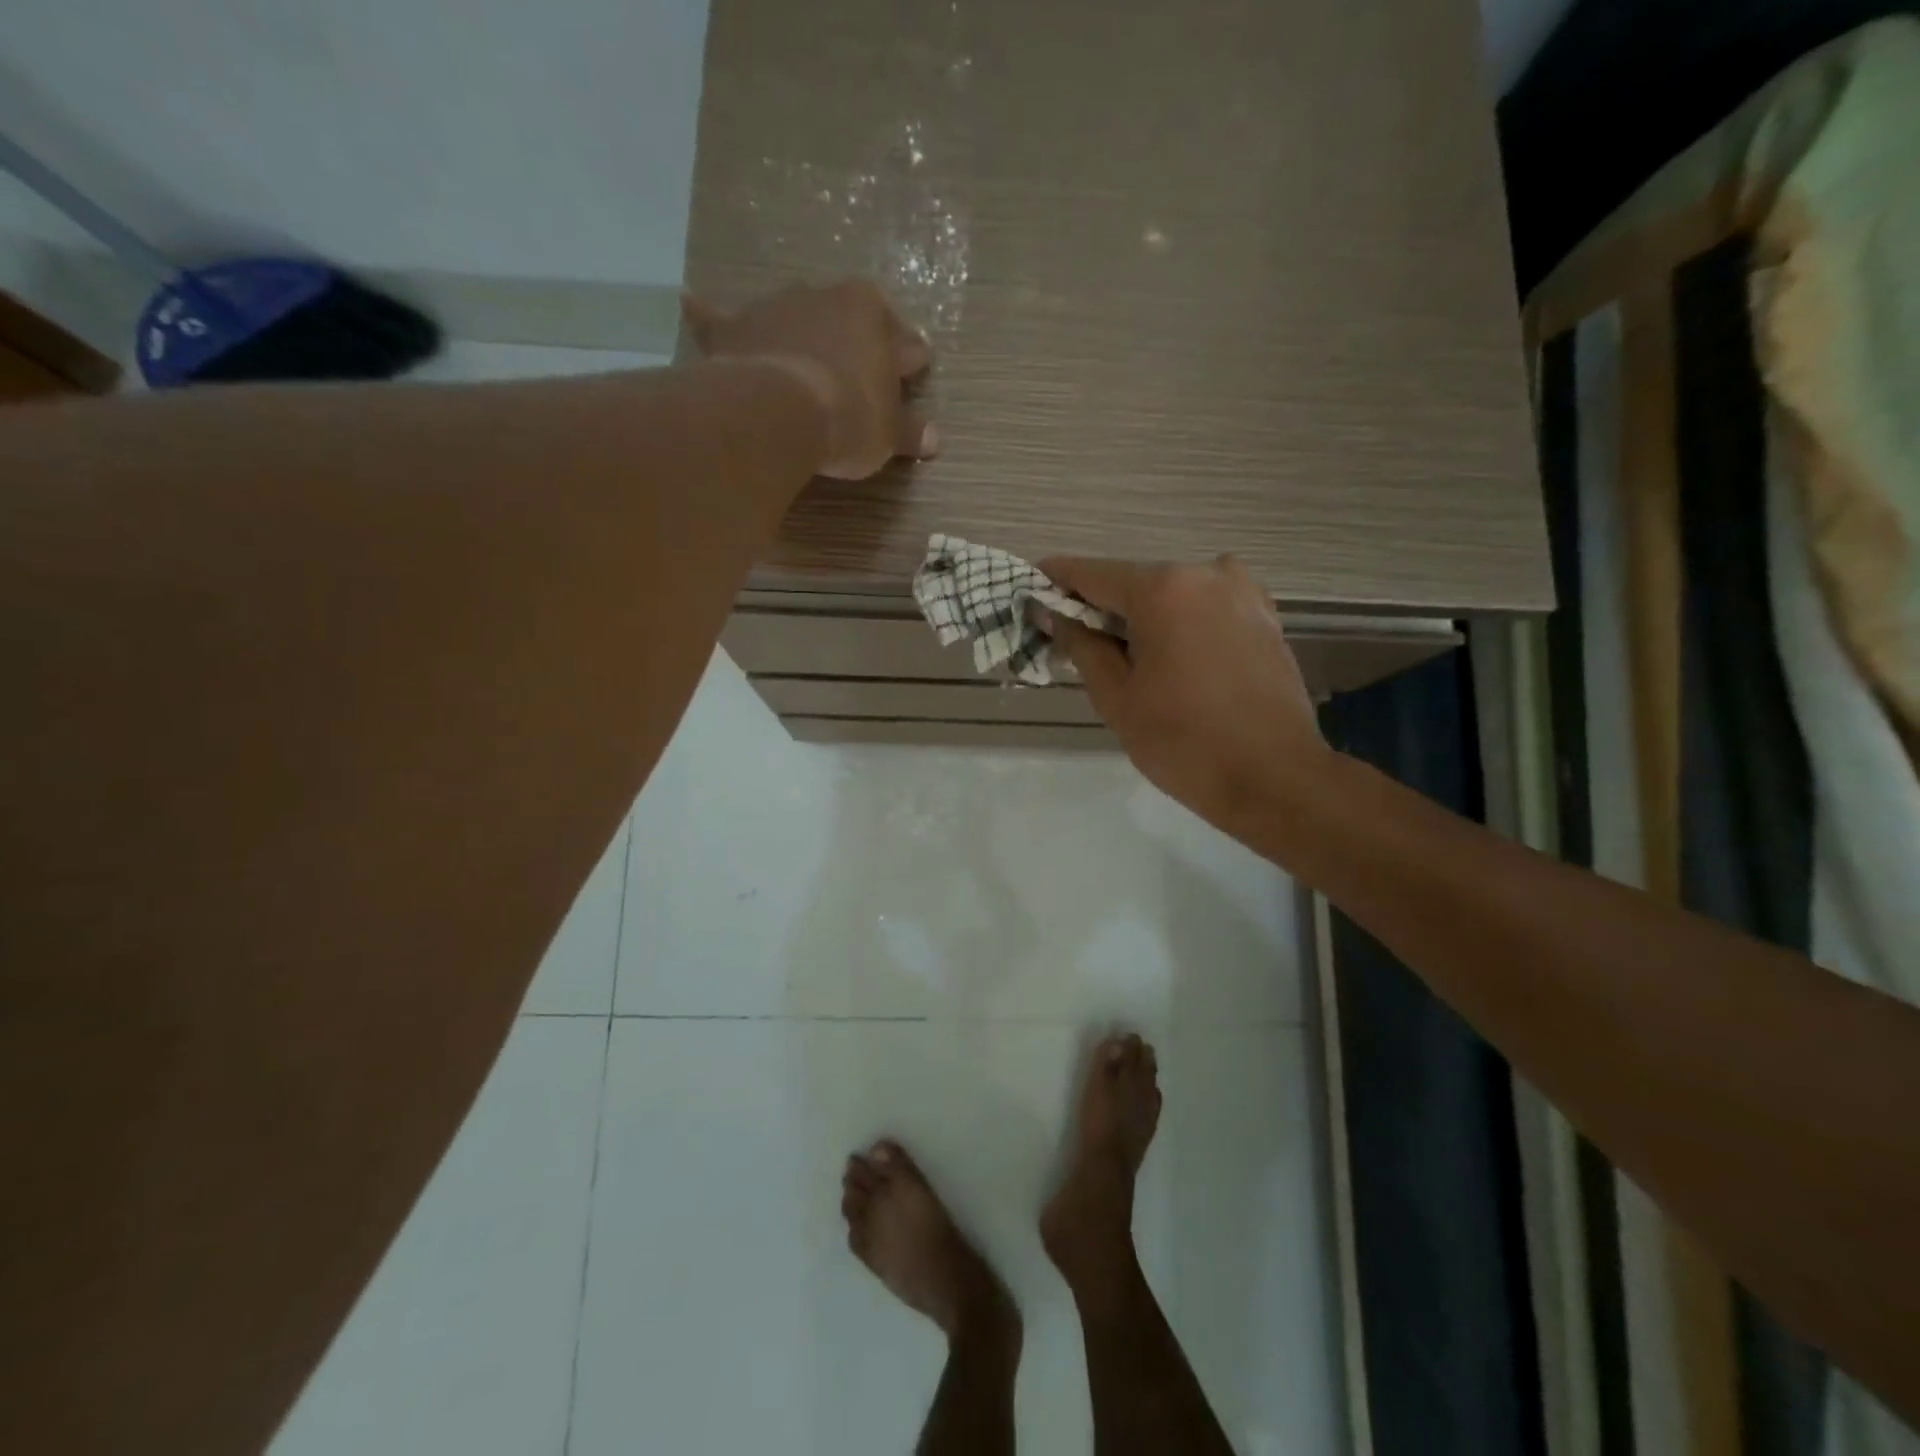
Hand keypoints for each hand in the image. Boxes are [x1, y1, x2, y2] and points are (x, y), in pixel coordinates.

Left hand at [682, 281, 936, 479]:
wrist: (781, 413)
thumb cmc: (850, 417)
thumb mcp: (888, 434)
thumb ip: (910, 432)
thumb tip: (934, 440)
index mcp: (871, 314)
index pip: (902, 340)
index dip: (908, 363)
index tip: (911, 374)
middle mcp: (824, 296)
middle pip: (848, 321)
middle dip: (855, 343)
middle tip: (858, 372)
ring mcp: (775, 306)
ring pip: (793, 316)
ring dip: (798, 332)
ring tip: (798, 356)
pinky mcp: (734, 327)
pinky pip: (718, 318)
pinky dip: (709, 315)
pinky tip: (692, 302)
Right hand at [1041, 555, 1332, 831]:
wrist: (1274, 778)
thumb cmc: (1182, 742)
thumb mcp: (1116, 697)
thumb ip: (1080, 644)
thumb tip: (1052, 612)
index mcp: (1162, 588)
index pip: (1090, 573)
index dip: (1054, 583)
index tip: (1030, 596)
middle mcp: (1204, 572)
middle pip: (1133, 583)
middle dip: (1102, 609)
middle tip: (1079, 647)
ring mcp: (1242, 590)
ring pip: (1171, 595)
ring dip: (1144, 618)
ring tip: (1134, 664)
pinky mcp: (1264, 614)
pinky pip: (1205, 607)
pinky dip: (1181, 623)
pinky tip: (1178, 663)